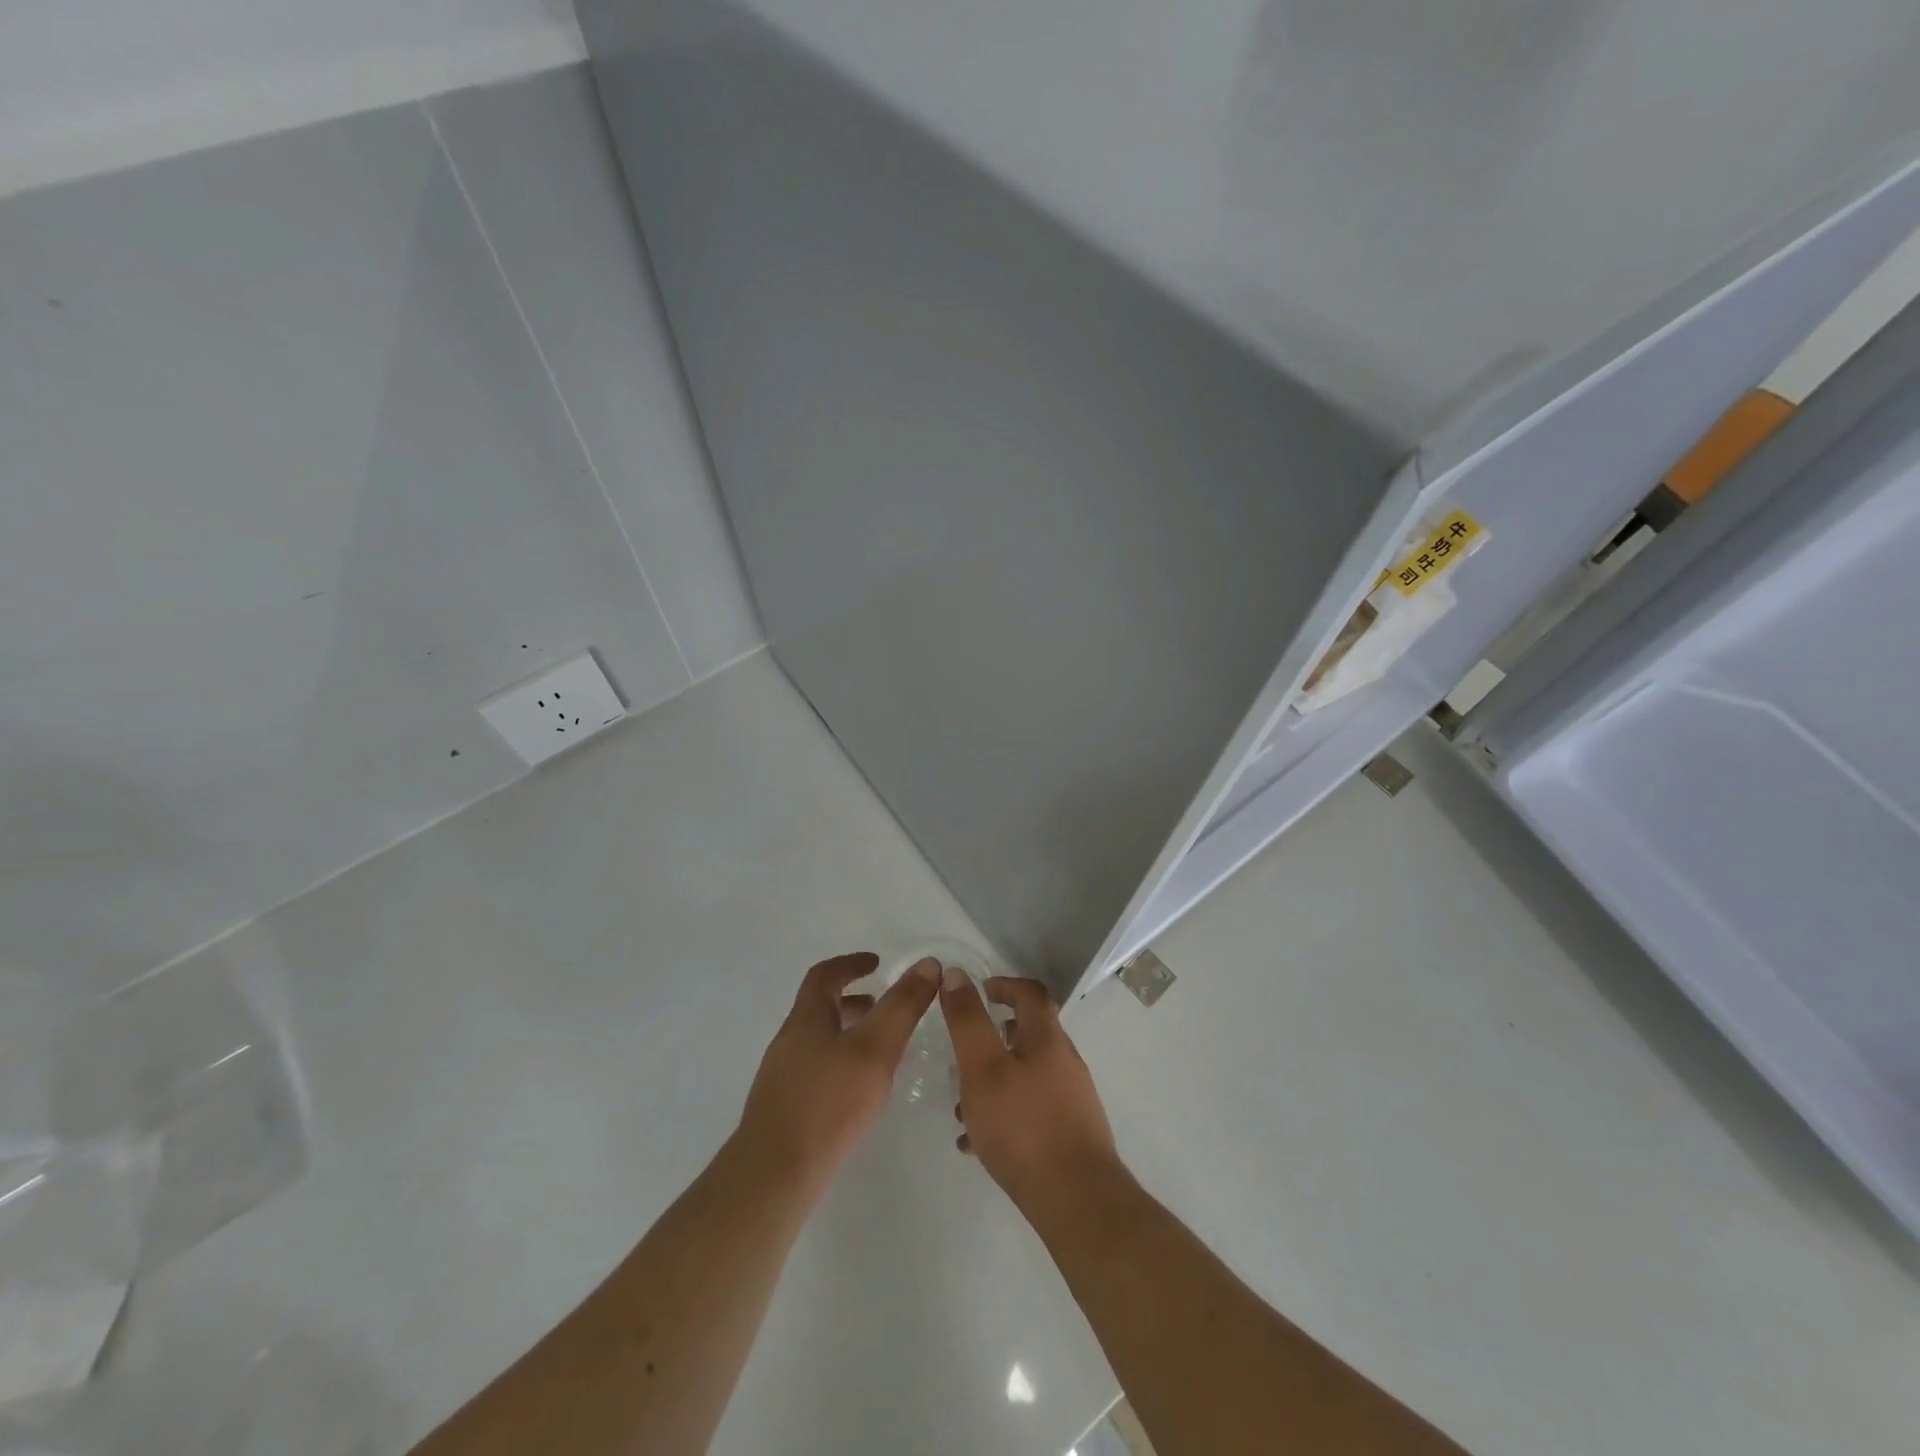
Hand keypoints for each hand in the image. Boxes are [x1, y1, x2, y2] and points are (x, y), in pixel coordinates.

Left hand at [736, 953, 940, 1193]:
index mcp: (806, 1019)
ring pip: (818, 1041)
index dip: (851, 964)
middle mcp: (789, 1041)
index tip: (876, 962)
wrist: (774, 1176)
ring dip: (847, 1034)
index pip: (825, 975)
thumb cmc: (828, 1103)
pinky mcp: (784, 1109)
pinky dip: (840, 1063)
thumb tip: (927, 964)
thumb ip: (902, 1006)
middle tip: (882, 1006)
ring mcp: (782, 1077)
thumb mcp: (875, 1048)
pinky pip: (816, 1070)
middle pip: (819, 1008)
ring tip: (879, 1050)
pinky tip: (858, 1091)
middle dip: (852, 1000)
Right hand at [941, 971, 1120, 1214]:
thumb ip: (967, 1022)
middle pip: (1030, 1035)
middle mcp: (1065, 1062)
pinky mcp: (1071, 1134)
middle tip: (965, 1051)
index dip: (1005, 984)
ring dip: (996, 1080)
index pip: (1031, 993)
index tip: (981, 990)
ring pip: (1027, 1076)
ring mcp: (1072, 1100)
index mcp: (1047, 1039)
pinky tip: (978, 1144)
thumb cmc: (1023, 1127)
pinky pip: (1032, 1111)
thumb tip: (956, 974)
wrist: (1077, 1202)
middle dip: (995, 1037)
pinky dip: (1005, 1113)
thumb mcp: (983, 1068)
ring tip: (962, 1107)